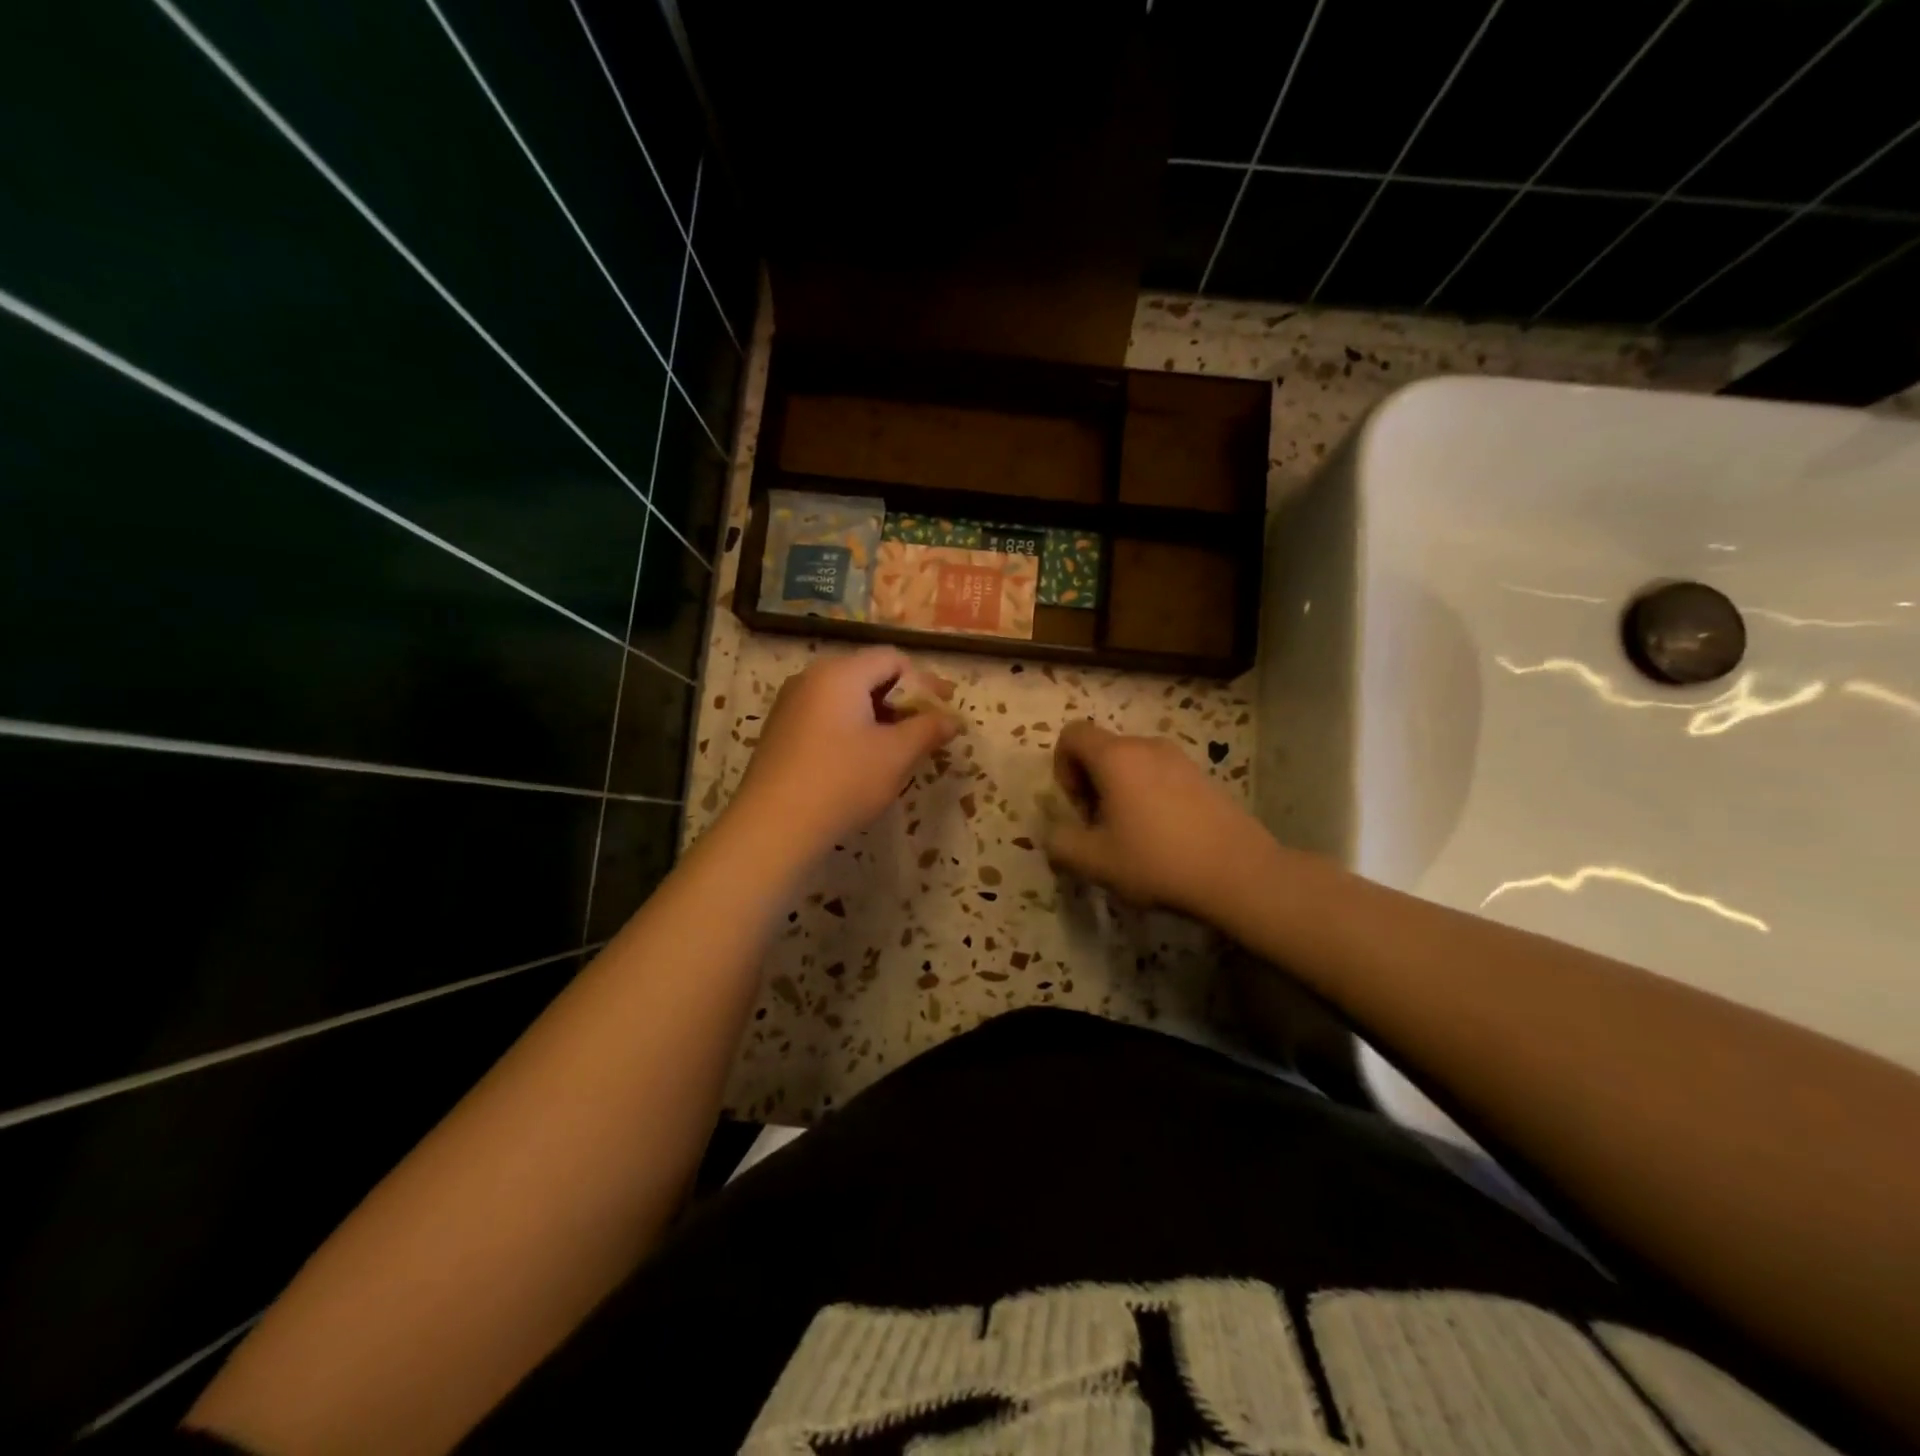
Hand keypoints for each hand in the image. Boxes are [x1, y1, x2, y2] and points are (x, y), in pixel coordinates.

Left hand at [727, 648, 959, 861]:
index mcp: (840, 673)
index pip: (892, 658)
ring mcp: (791, 704)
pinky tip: (862, 759)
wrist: (773, 826)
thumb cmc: (843, 780)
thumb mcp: (896, 755)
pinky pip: (826, 715)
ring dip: (878, 715)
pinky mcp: (780, 731)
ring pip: (846, 697)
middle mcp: (811, 678)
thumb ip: (928, 730)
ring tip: (899, 746)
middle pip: (867, 674)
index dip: (925, 680)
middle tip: (926, 727)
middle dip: (902, 699)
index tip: (946, 707)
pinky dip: (852, 727)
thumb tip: (953, 719)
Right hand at [1045, 722, 1270, 919]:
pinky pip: (1159, 775)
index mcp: (1116, 757)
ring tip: (1131, 836)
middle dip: (1090, 785)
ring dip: (1119, 792)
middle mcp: (1147, 746)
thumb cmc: (1158, 861)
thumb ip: (1060, 843)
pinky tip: (1163, 837)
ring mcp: (1180, 759)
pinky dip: (1148, 796)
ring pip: (1132, 764)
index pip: (1072, 734)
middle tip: (1100, 829)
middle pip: (1102, 750)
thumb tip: (1054, 834)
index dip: (1062, 767)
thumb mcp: (1094, 861)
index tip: (1078, 807)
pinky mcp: (1203, 777)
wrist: (1239, 873)